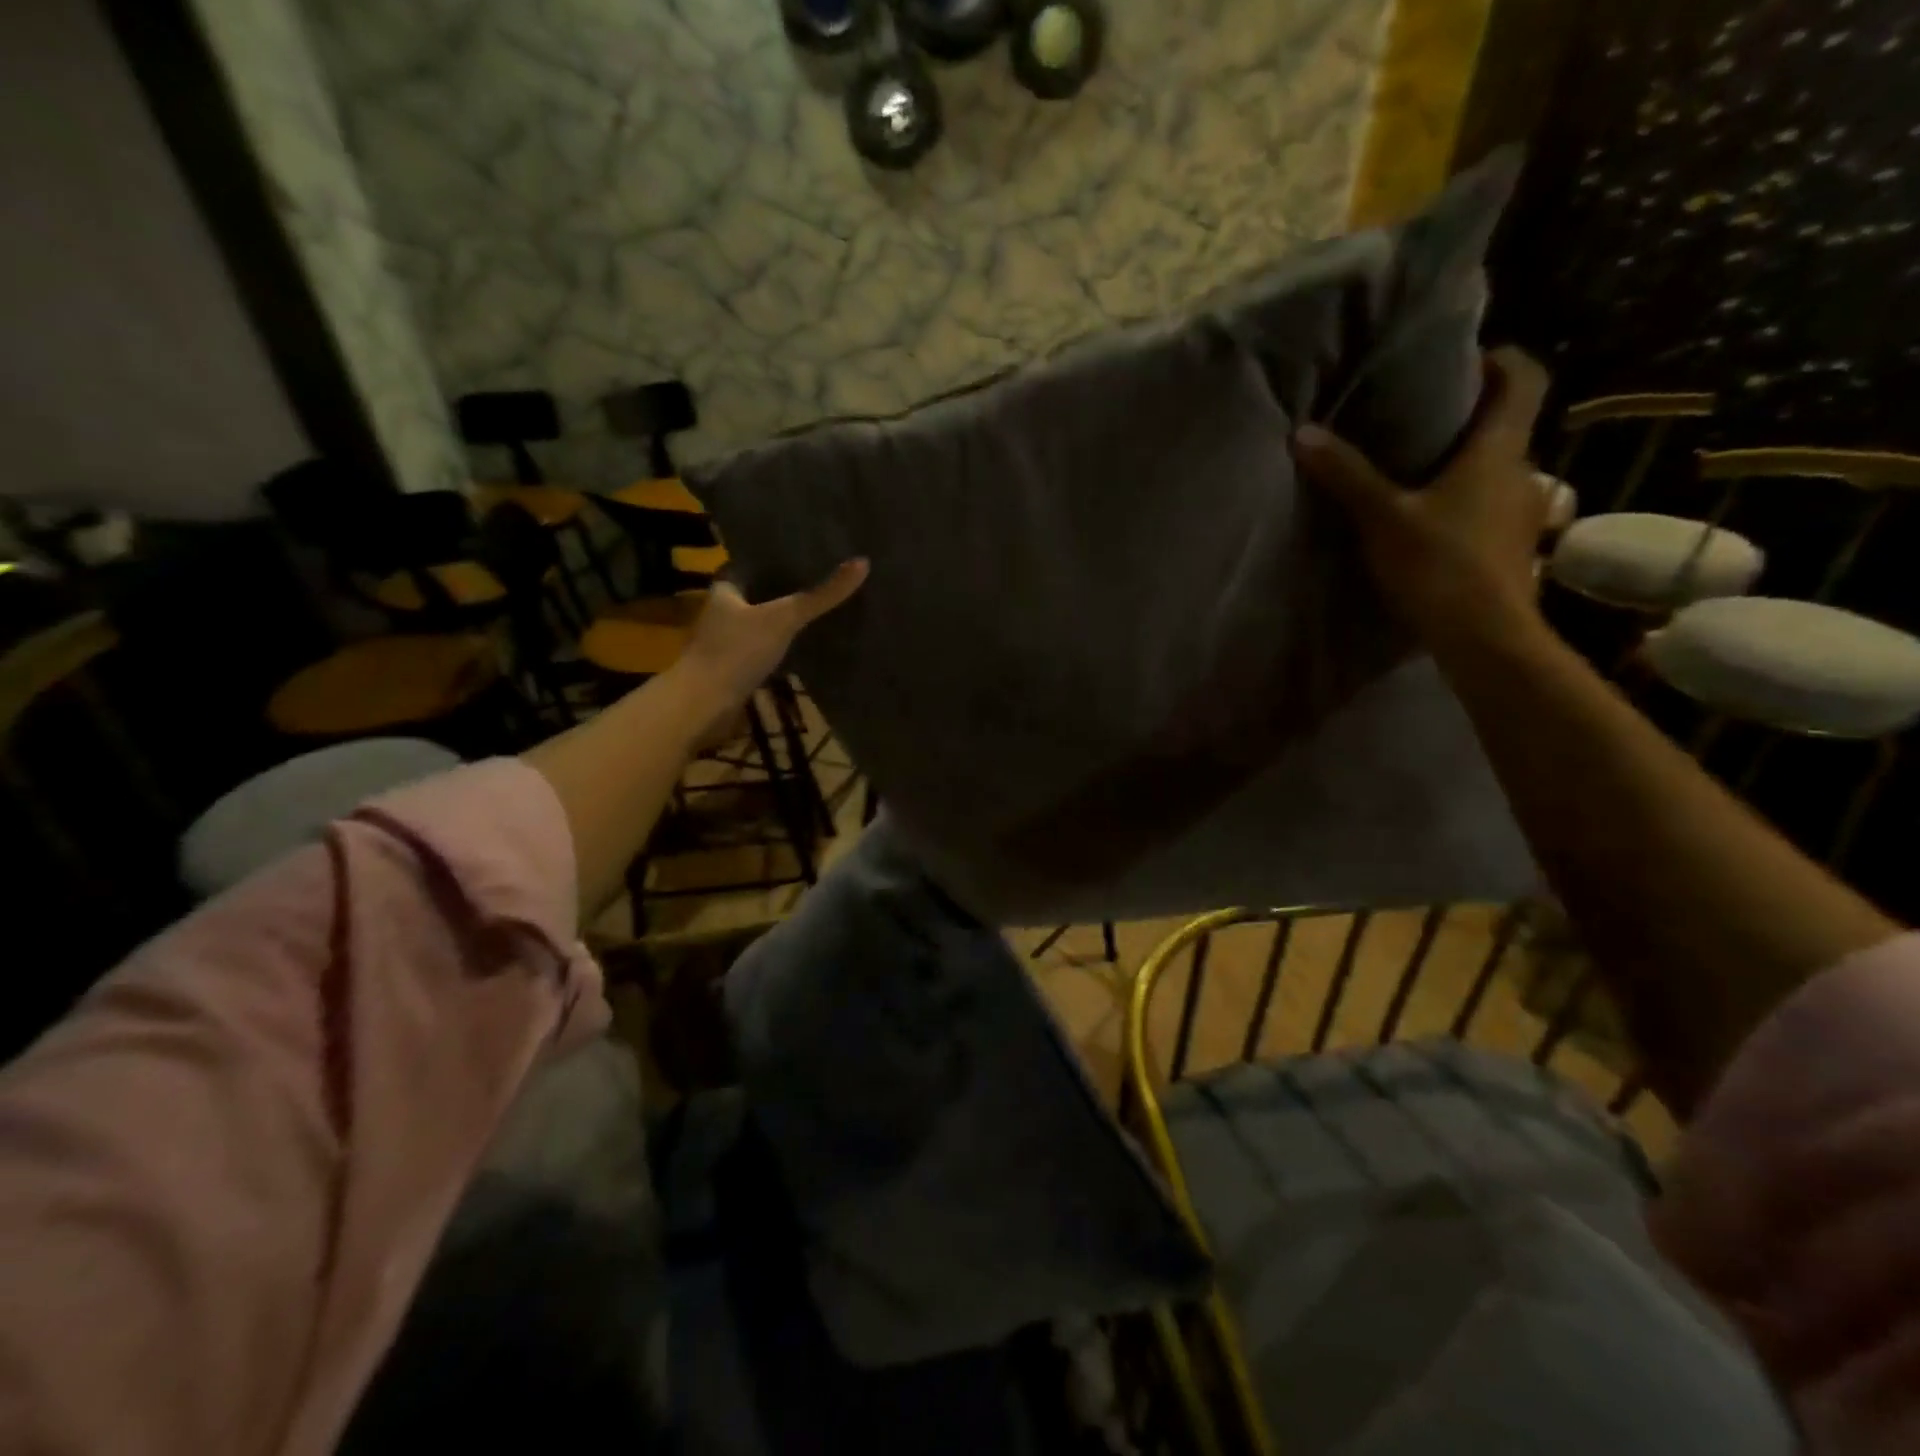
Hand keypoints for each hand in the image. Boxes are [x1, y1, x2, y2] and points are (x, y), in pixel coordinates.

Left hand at [675, 559, 869, 736]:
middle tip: (821, 577)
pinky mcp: (736, 667)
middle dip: (783, 588)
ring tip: (820, 608)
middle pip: (758, 592)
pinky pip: (764, 648)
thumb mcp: (785, 618)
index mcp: (725, 588)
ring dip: (783, 618)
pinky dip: (782, 645)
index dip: (774, 556)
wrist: (705, 704)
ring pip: (761, 622)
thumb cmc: (737, 651)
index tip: (804, 551)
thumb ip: (821, 595)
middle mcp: (722, 610)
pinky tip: (806, 644)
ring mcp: (727, 641)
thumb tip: (863, 563)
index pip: (750, 562)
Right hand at [1294, 347, 1550, 653]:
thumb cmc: (1439, 563)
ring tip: (1422, 473)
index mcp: (1500, 449)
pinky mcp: (1513, 548)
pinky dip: (1468, 503)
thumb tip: (1303, 432)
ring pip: (1499, 471)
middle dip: (1472, 417)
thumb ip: (1346, 474)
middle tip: (1425, 419)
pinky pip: (1491, 508)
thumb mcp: (1382, 516)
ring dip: (1469, 465)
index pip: (1524, 379)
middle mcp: (1523, 472)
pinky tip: (1434, 523)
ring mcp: (1523, 513)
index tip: (1467, 358)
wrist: (1483, 635)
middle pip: (1509, 426)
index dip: (1502, 360)